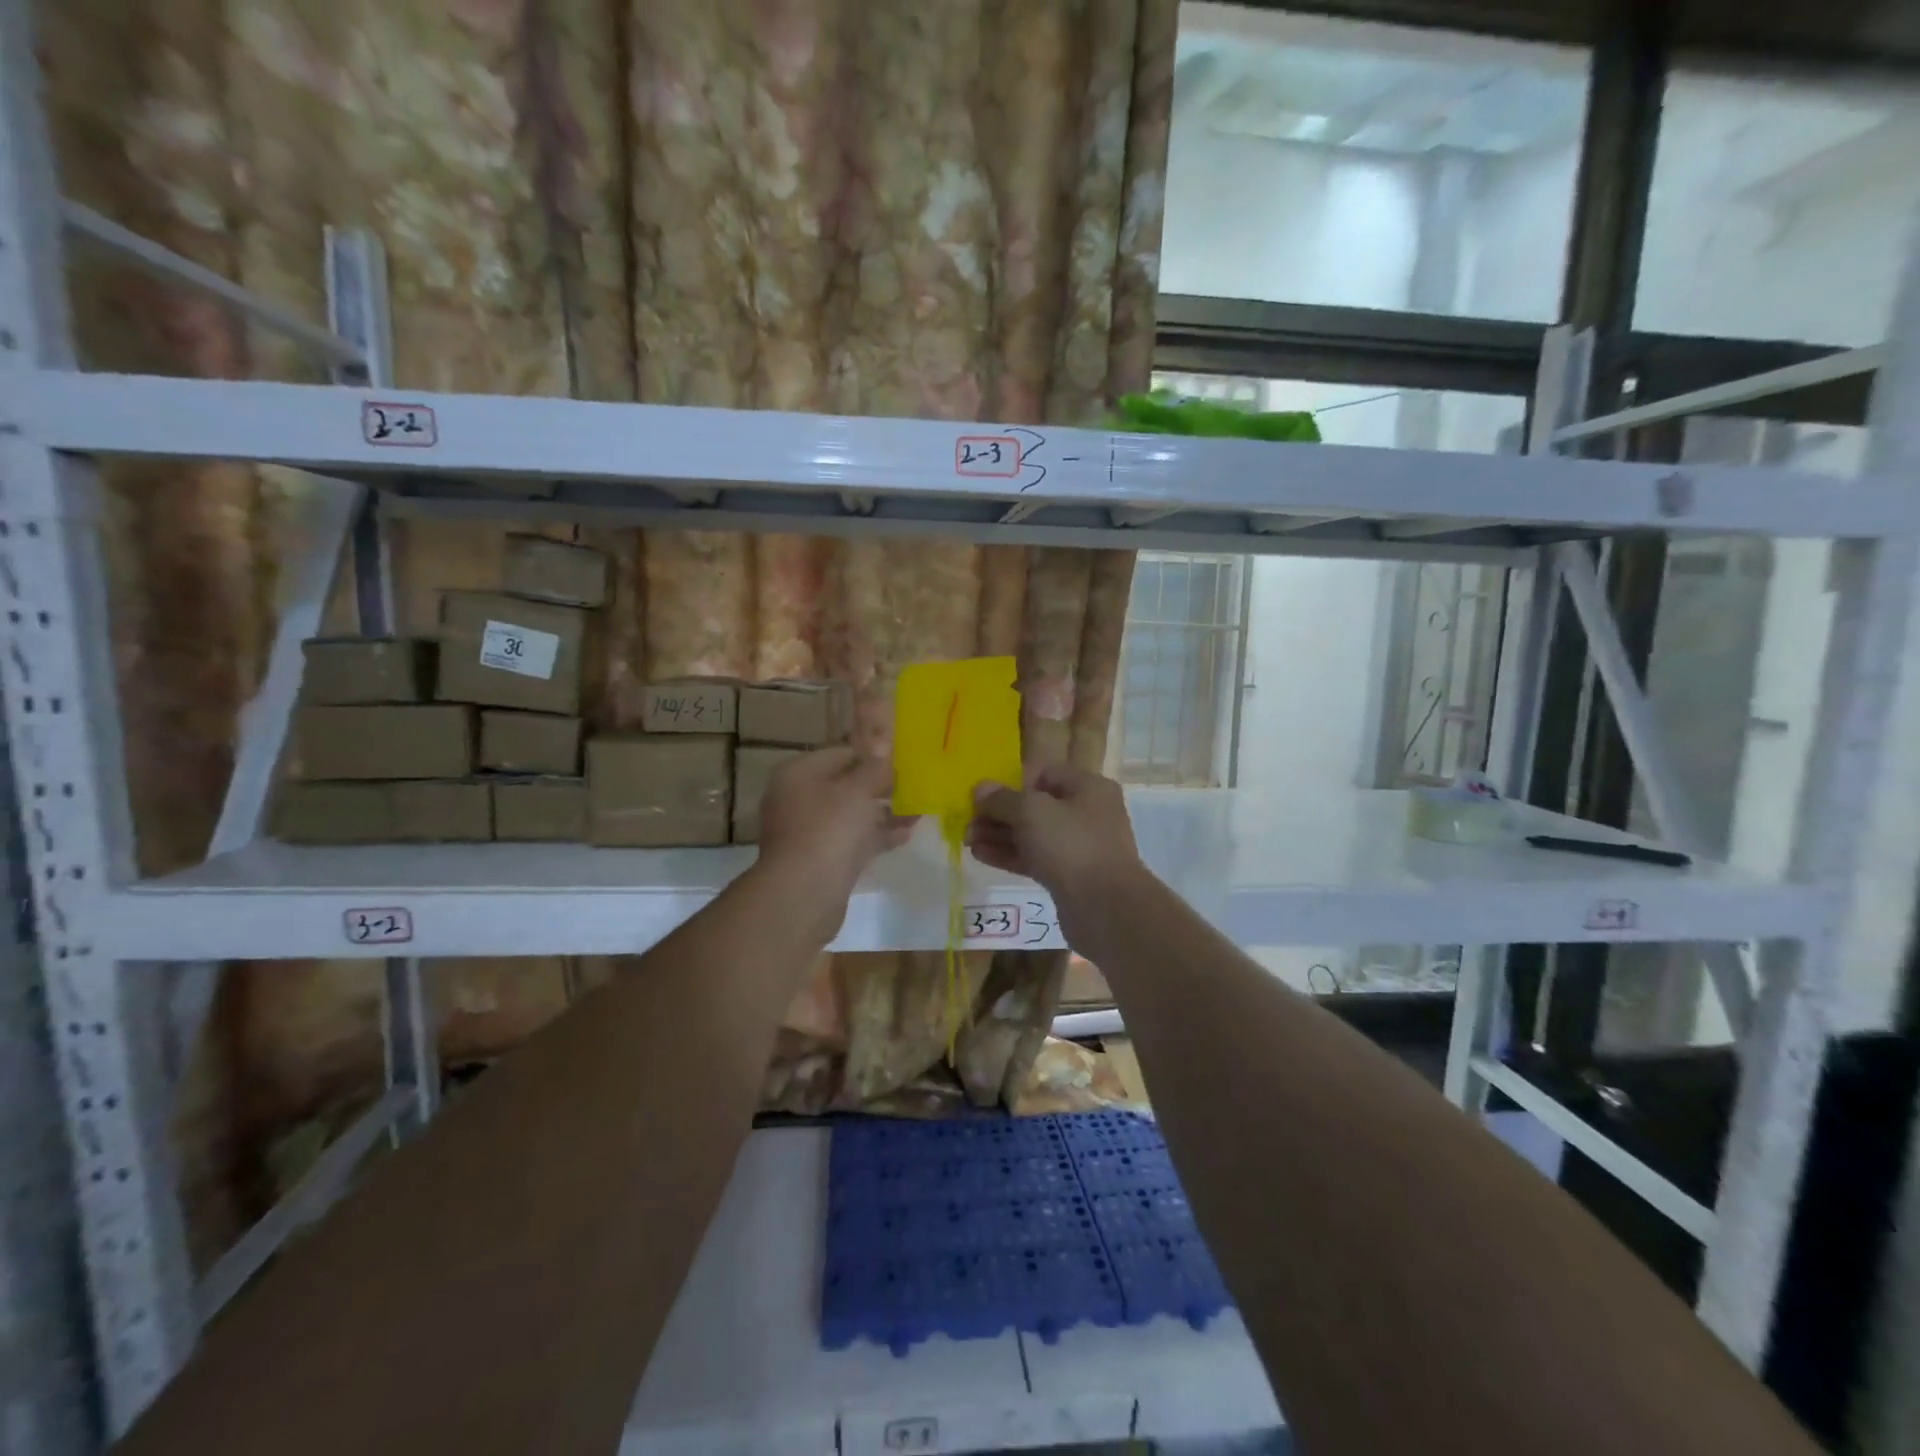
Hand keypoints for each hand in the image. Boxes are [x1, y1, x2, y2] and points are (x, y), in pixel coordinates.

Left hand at [755, 748, 915, 916]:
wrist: (804, 894)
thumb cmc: (829, 829)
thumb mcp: (857, 790)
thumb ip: (874, 768)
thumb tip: (884, 745)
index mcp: (799, 774)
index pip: (841, 753)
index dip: (872, 755)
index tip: (903, 761)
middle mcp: (799, 798)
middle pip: (845, 785)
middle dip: (880, 786)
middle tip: (914, 786)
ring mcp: (809, 831)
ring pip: (851, 815)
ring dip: (883, 812)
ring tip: (918, 810)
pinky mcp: (821, 859)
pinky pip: (853, 840)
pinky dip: (876, 836)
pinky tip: (906, 835)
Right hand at [967, 766, 1145, 940]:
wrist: (1106, 908)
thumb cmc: (1071, 845)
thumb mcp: (1031, 812)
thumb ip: (1002, 799)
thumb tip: (980, 789)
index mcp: (1087, 787)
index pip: (1043, 774)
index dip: (1012, 782)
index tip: (984, 797)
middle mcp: (1087, 812)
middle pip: (1035, 806)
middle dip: (999, 813)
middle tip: (968, 822)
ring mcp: (1079, 846)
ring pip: (1032, 834)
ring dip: (999, 835)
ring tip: (967, 840)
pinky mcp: (1069, 876)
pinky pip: (1034, 858)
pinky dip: (1009, 855)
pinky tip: (980, 855)